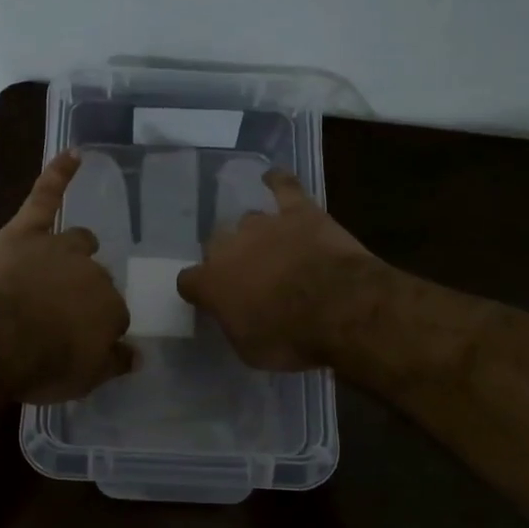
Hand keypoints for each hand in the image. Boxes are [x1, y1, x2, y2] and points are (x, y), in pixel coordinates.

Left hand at [0, 151, 135, 401]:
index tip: (79, 343)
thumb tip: (137, 355)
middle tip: (60, 314)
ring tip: (65, 260)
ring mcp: (59, 247)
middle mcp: (93, 274)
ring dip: (77, 249)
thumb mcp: (83, 379)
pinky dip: (59, 174)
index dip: (96, 330)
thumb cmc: (39, 364)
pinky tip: (73, 154)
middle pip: (97, 279)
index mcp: (110, 310)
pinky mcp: (26, 230)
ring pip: (79, 241)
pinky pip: (46, 195)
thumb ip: (113, 363)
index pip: (113, 317)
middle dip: (84, 294)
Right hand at [177, 169, 376, 369]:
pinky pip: (283, 186)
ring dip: (256, 235)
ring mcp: (264, 224)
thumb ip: (234, 324)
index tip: (210, 300)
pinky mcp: (299, 211)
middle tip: (248, 277)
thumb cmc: (290, 338)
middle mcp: (229, 247)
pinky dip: (277, 182)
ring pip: (248, 221)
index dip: (199, 290)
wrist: (340, 308)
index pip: (188, 281)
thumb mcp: (250, 349)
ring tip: (271, 248)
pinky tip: (274, 178)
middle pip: (216, 245)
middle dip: (228, 259)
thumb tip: (234, 314)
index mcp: (210, 282)